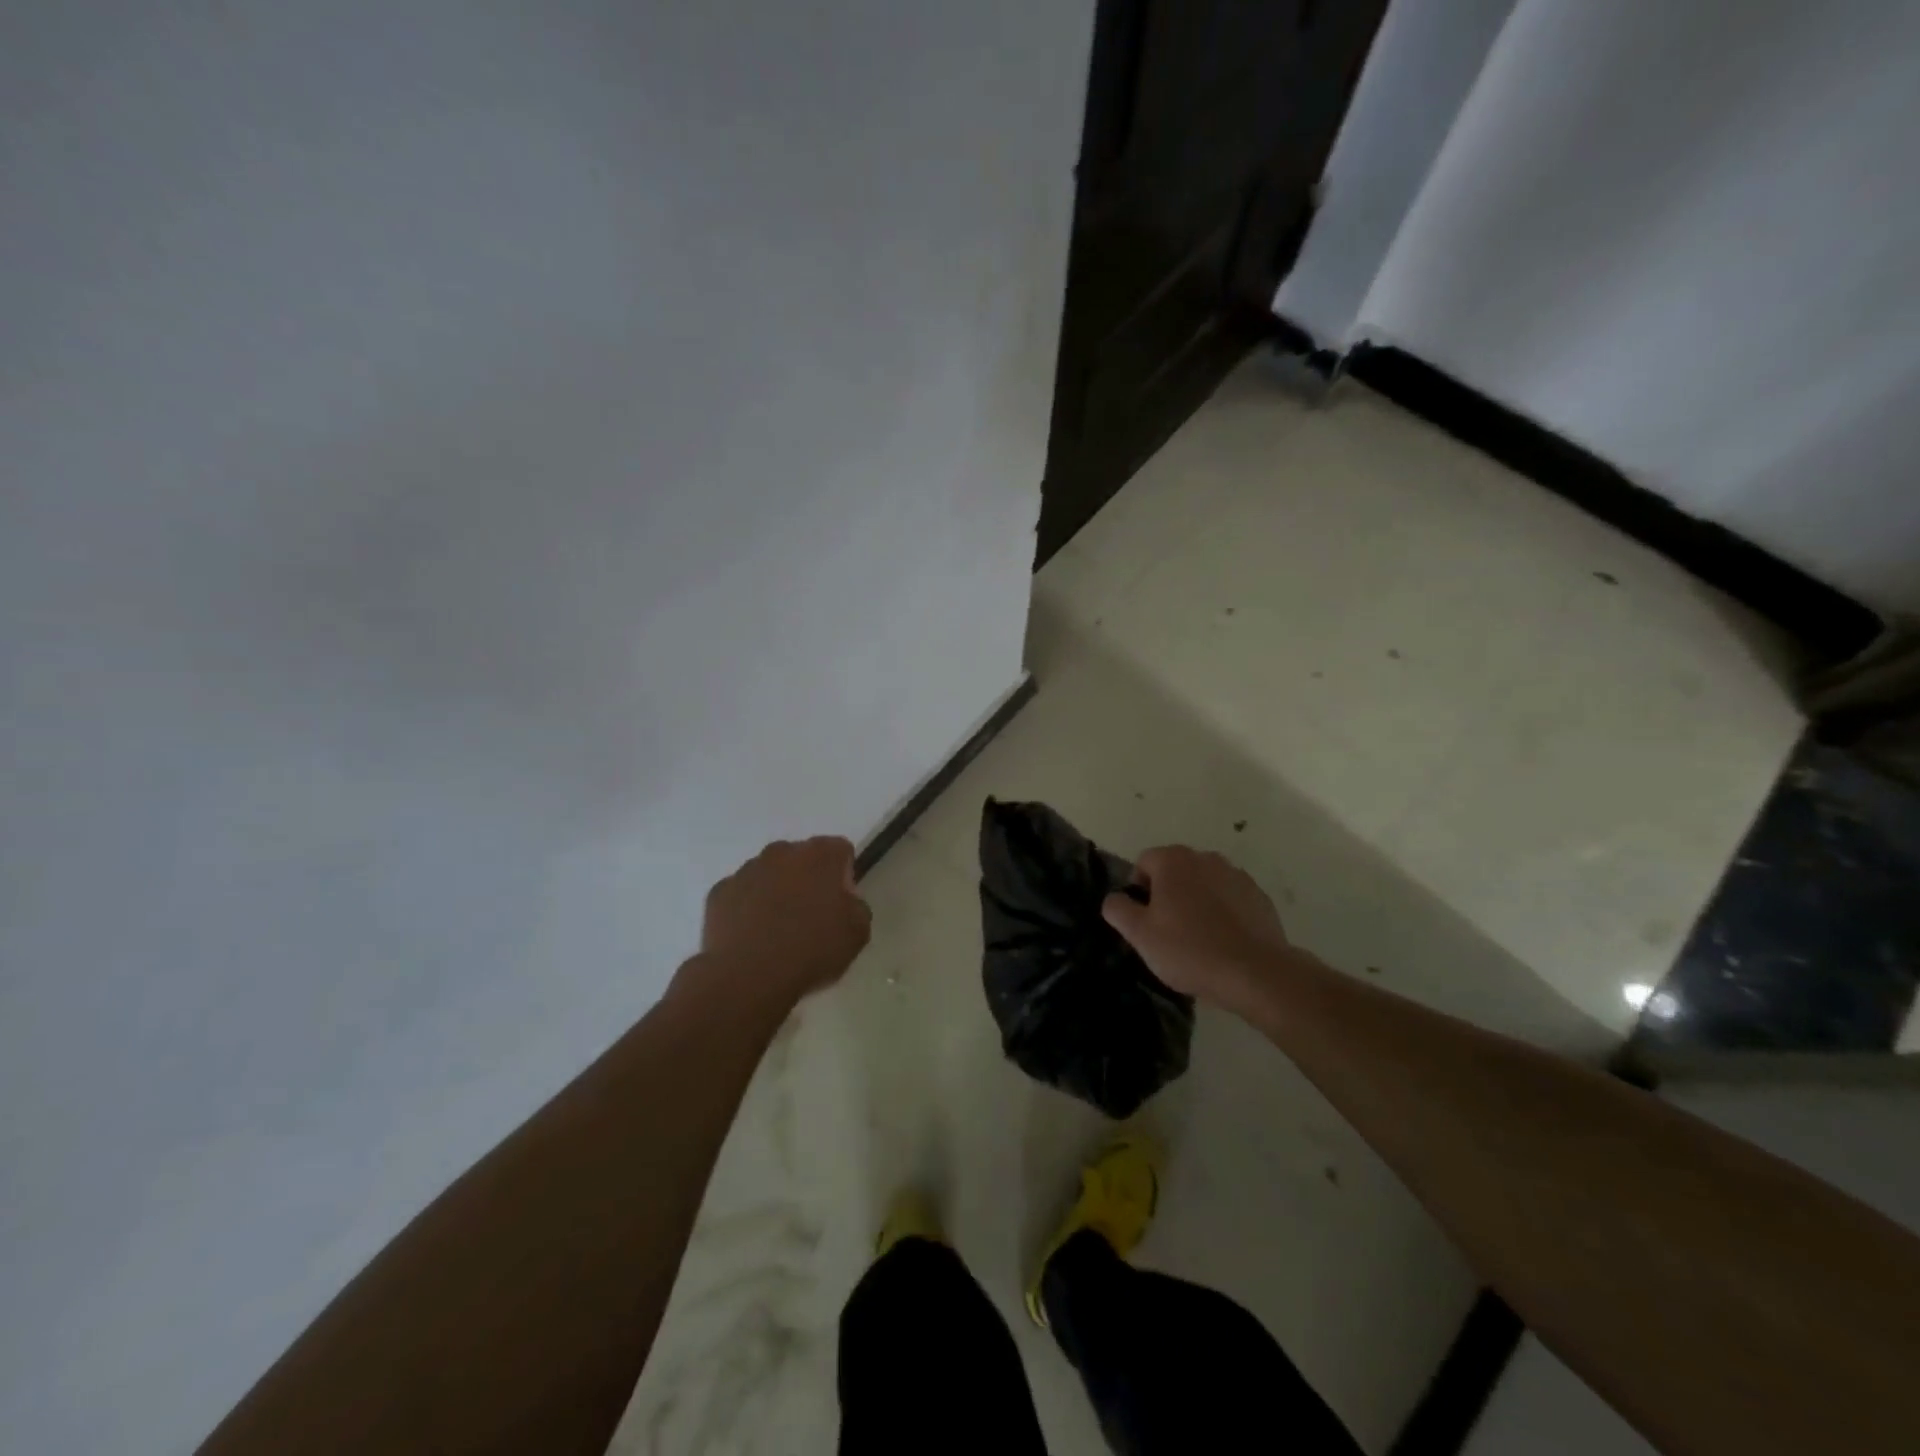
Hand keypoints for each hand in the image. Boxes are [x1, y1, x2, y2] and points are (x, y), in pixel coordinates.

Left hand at [696, 837, 871, 1006]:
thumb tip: (844, 901)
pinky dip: (747, 908)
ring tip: (777, 930)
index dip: (843, 875)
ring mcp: (747, 869)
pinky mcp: (720, 891)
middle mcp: (783, 851)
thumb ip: (856, 906)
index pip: (840, 850)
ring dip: (776, 891)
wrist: (749, 976)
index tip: (839, 903)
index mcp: (821, 855)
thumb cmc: (813, 950)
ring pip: (769, 873)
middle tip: (810, 917)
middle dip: (807, 879)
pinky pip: (741, 894)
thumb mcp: (858, 933)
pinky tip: (752, 937)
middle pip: (802, 857)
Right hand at [1102, 846, 1295, 1010]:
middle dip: (1168, 894)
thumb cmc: (1189, 950)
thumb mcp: (1139, 934)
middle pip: (1175, 870)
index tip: (1144, 920)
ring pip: (1204, 883)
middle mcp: (1205, 858)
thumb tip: (1115, 898)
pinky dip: (1223, 913)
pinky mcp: (1259, 896)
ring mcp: (1236, 875)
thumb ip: (1118, 909)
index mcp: (1173, 860)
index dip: (1138, 890)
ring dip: (1196, 901)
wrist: (1255, 973)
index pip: (1143, 863)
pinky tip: (1223, 942)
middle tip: (1167, 931)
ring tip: (1198, 938)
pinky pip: (1230, 899)